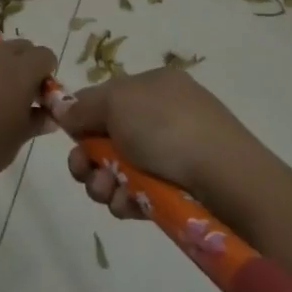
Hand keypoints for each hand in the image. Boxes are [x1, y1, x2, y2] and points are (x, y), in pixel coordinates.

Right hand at [56, 68, 267, 218]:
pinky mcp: (179, 189)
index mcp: (153, 85)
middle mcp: (163, 115)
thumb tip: (63, 110)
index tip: (68, 136)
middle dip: (88, 158)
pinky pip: (140, 194)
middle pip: (108, 137)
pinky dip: (127, 200)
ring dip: (103, 183)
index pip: (106, 97)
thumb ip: (84, 106)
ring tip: (107, 193)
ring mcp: (174, 153)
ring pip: (120, 170)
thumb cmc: (167, 128)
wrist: (227, 178)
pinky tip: (128, 207)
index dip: (83, 118)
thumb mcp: (117, 102)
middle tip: (83, 171)